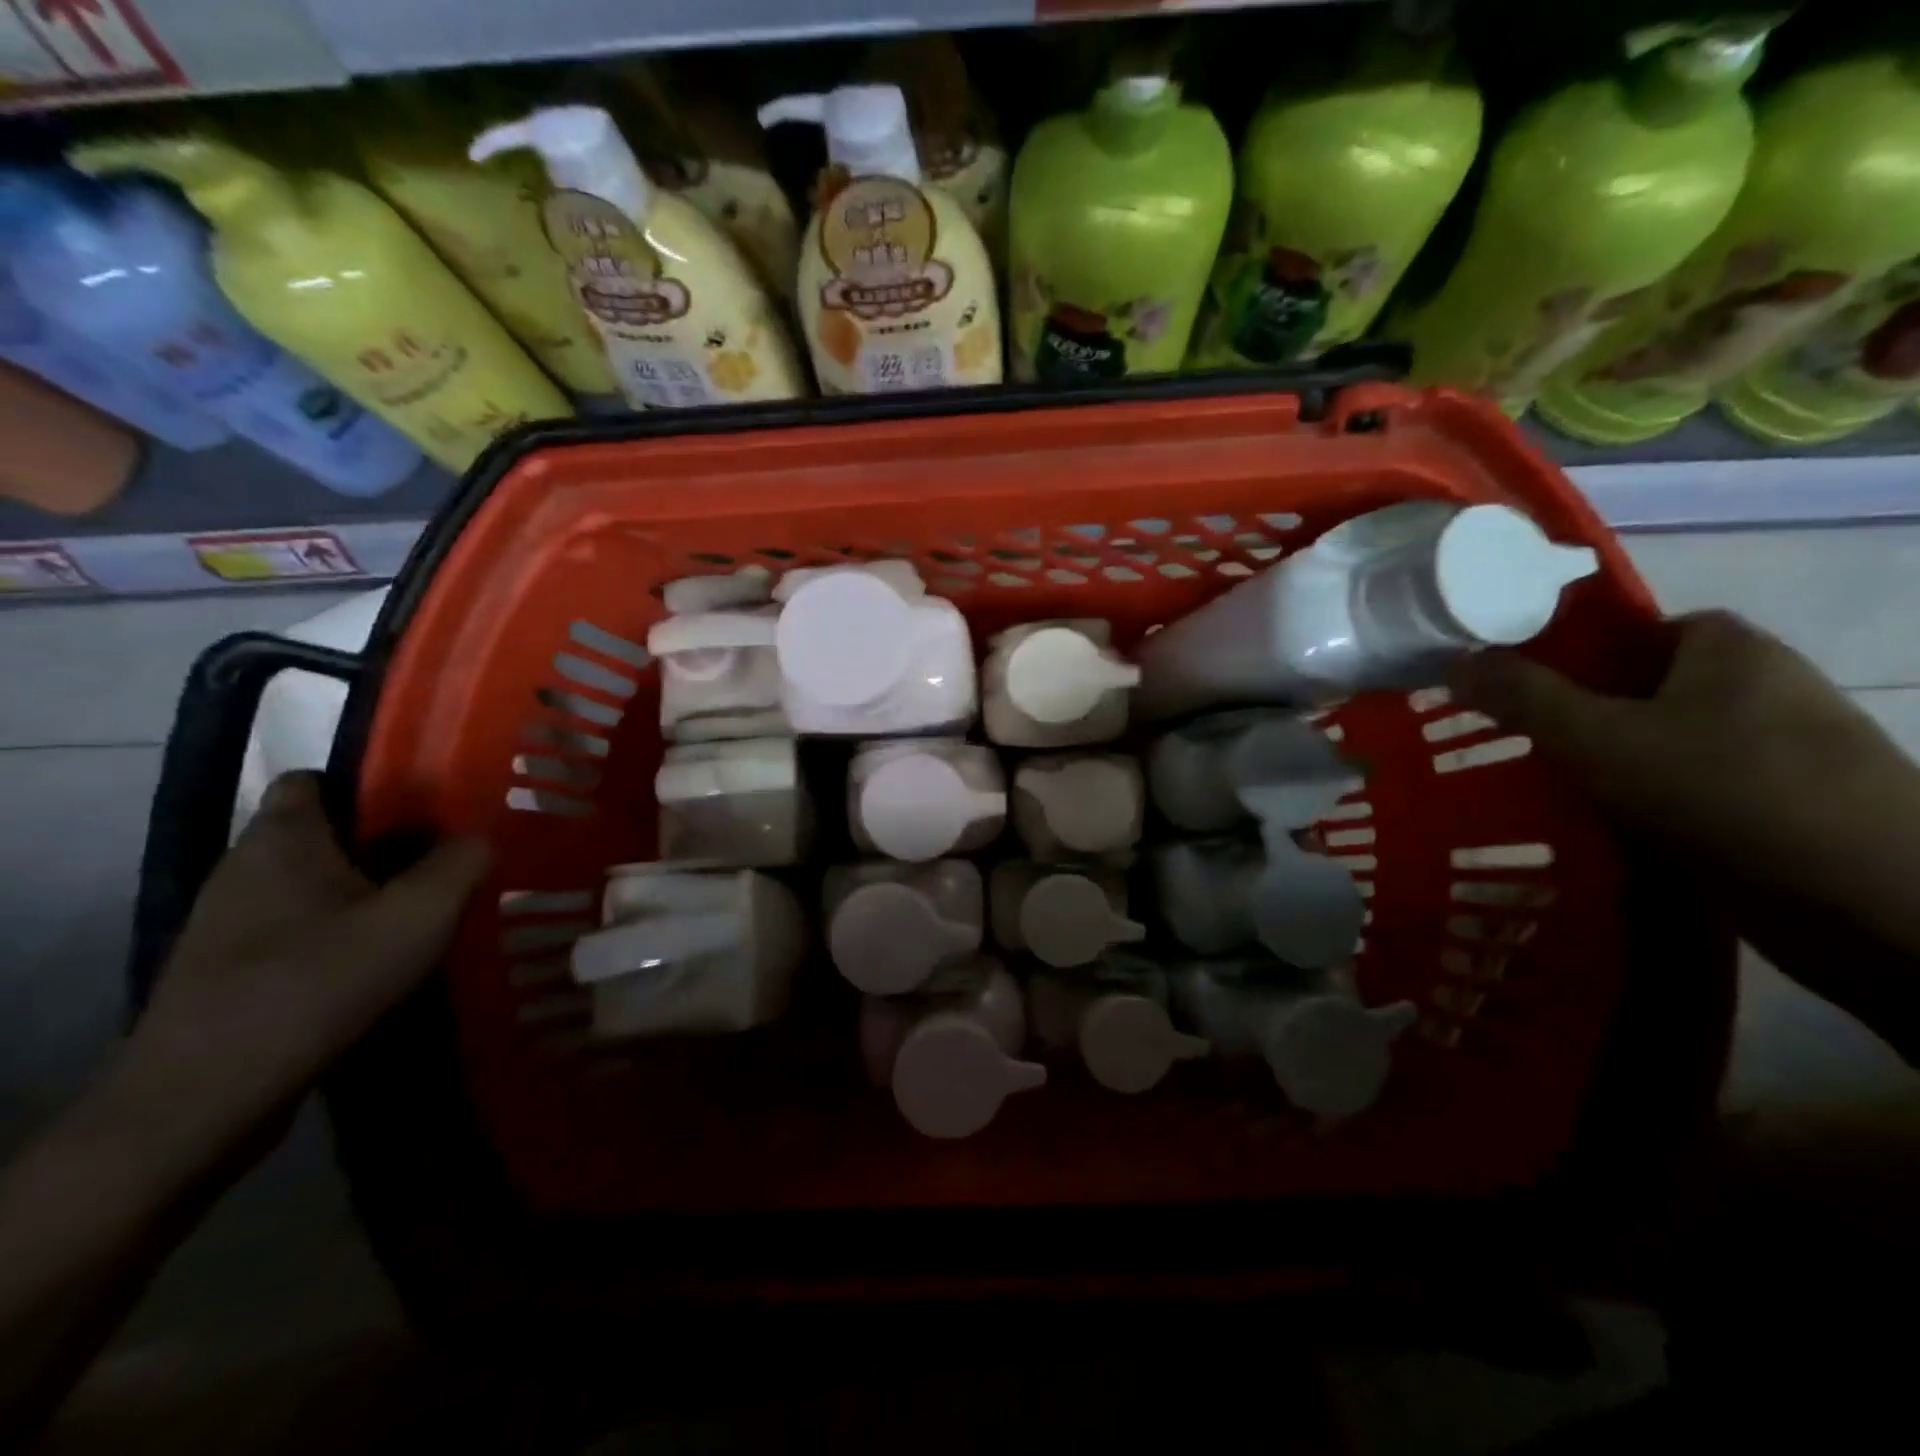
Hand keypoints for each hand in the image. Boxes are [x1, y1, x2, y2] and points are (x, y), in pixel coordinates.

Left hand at [121, 772, 489, 1159]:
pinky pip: (299, 931)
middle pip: (325, 836)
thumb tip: (480, 838)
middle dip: (387, 845)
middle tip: (448, 864)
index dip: (373, 786)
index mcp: (282, 839)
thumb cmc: (318, 983)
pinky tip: (382, 966)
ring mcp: (229, 925)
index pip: (317, 779)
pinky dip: (341, 936)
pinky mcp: (229, 973)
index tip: (432, 809)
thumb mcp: (419, 915)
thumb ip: (462, 864)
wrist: (204, 1099)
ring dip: (367, 895)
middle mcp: (244, 869)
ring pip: (315, 887)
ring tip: (426, 917)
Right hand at [1457, 611, 1919, 911]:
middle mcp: (1759, 685)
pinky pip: (1683, 787)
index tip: (1510, 694)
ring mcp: (1777, 748)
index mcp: (1727, 647)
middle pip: (1633, 690)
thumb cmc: (1726, 792)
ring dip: (1602, 766)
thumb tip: (1455, 660)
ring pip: (1655, 744)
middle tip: (1511, 745)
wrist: (1872, 904)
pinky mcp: (1780, 804)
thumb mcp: (1598, 737)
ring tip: (1543, 791)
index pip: (1623, 632)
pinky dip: (1640, 802)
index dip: (1560, 657)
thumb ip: (1522, 695)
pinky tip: (1601, 827)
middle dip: (1571, 718)